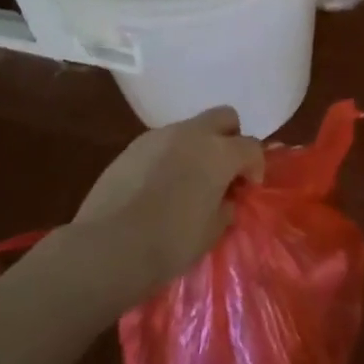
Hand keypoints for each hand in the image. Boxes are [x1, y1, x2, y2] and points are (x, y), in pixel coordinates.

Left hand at [71, 106, 264, 300]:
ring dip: (198, 147)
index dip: (255, 167)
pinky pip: (162, 143)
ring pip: (190, 128)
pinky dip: (170, 156)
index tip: (246, 190)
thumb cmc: (170, 242)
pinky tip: (159, 186)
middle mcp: (192, 134)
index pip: (251, 147)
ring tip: (188, 181)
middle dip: (230, 139)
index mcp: (219, 153)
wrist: (108, 246)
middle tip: (224, 171)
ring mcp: (158, 136)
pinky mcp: (132, 147)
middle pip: (224, 117)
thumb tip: (225, 198)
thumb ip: (226, 207)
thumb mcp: (212, 231)